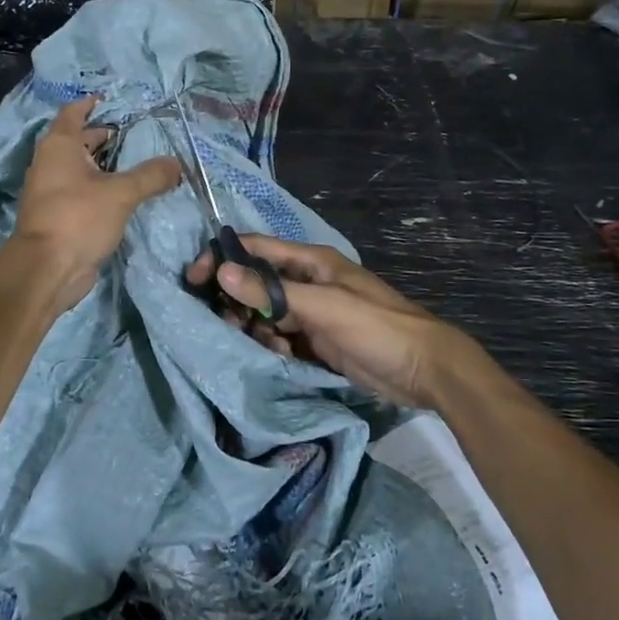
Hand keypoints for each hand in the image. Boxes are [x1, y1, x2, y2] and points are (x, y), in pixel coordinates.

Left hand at [12, 96, 180, 308]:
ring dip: (103, 165)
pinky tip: (123, 195)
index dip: (91, 105)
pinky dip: (100, 187)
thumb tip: (177, 163)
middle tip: (134, 135)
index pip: (73, 113)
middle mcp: (51, 164)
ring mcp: (51, 191)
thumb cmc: (78, 218)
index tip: (110, 100)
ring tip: (135, 164)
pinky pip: (82, 192)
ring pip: (80, 169)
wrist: (47, 269)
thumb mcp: (121, 193)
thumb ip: (151, 175)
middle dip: (103, 136)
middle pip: (77, 141)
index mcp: (59, 146)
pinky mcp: (58, 216)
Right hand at [185, 233, 474, 408]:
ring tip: (272, 346)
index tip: (194, 280)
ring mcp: (311, 311)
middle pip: (255, 283)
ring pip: (264, 313)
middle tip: (233, 325)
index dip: (222, 259)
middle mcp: (306, 281)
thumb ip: (272, 292)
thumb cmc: (376, 327)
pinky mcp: (315, 339)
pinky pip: (279, 337)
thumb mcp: (325, 307)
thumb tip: (221, 271)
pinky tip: (284, 357)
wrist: (424, 370)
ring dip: (257, 329)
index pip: (254, 249)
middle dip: (239, 302)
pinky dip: (274, 346)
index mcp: (309, 261)